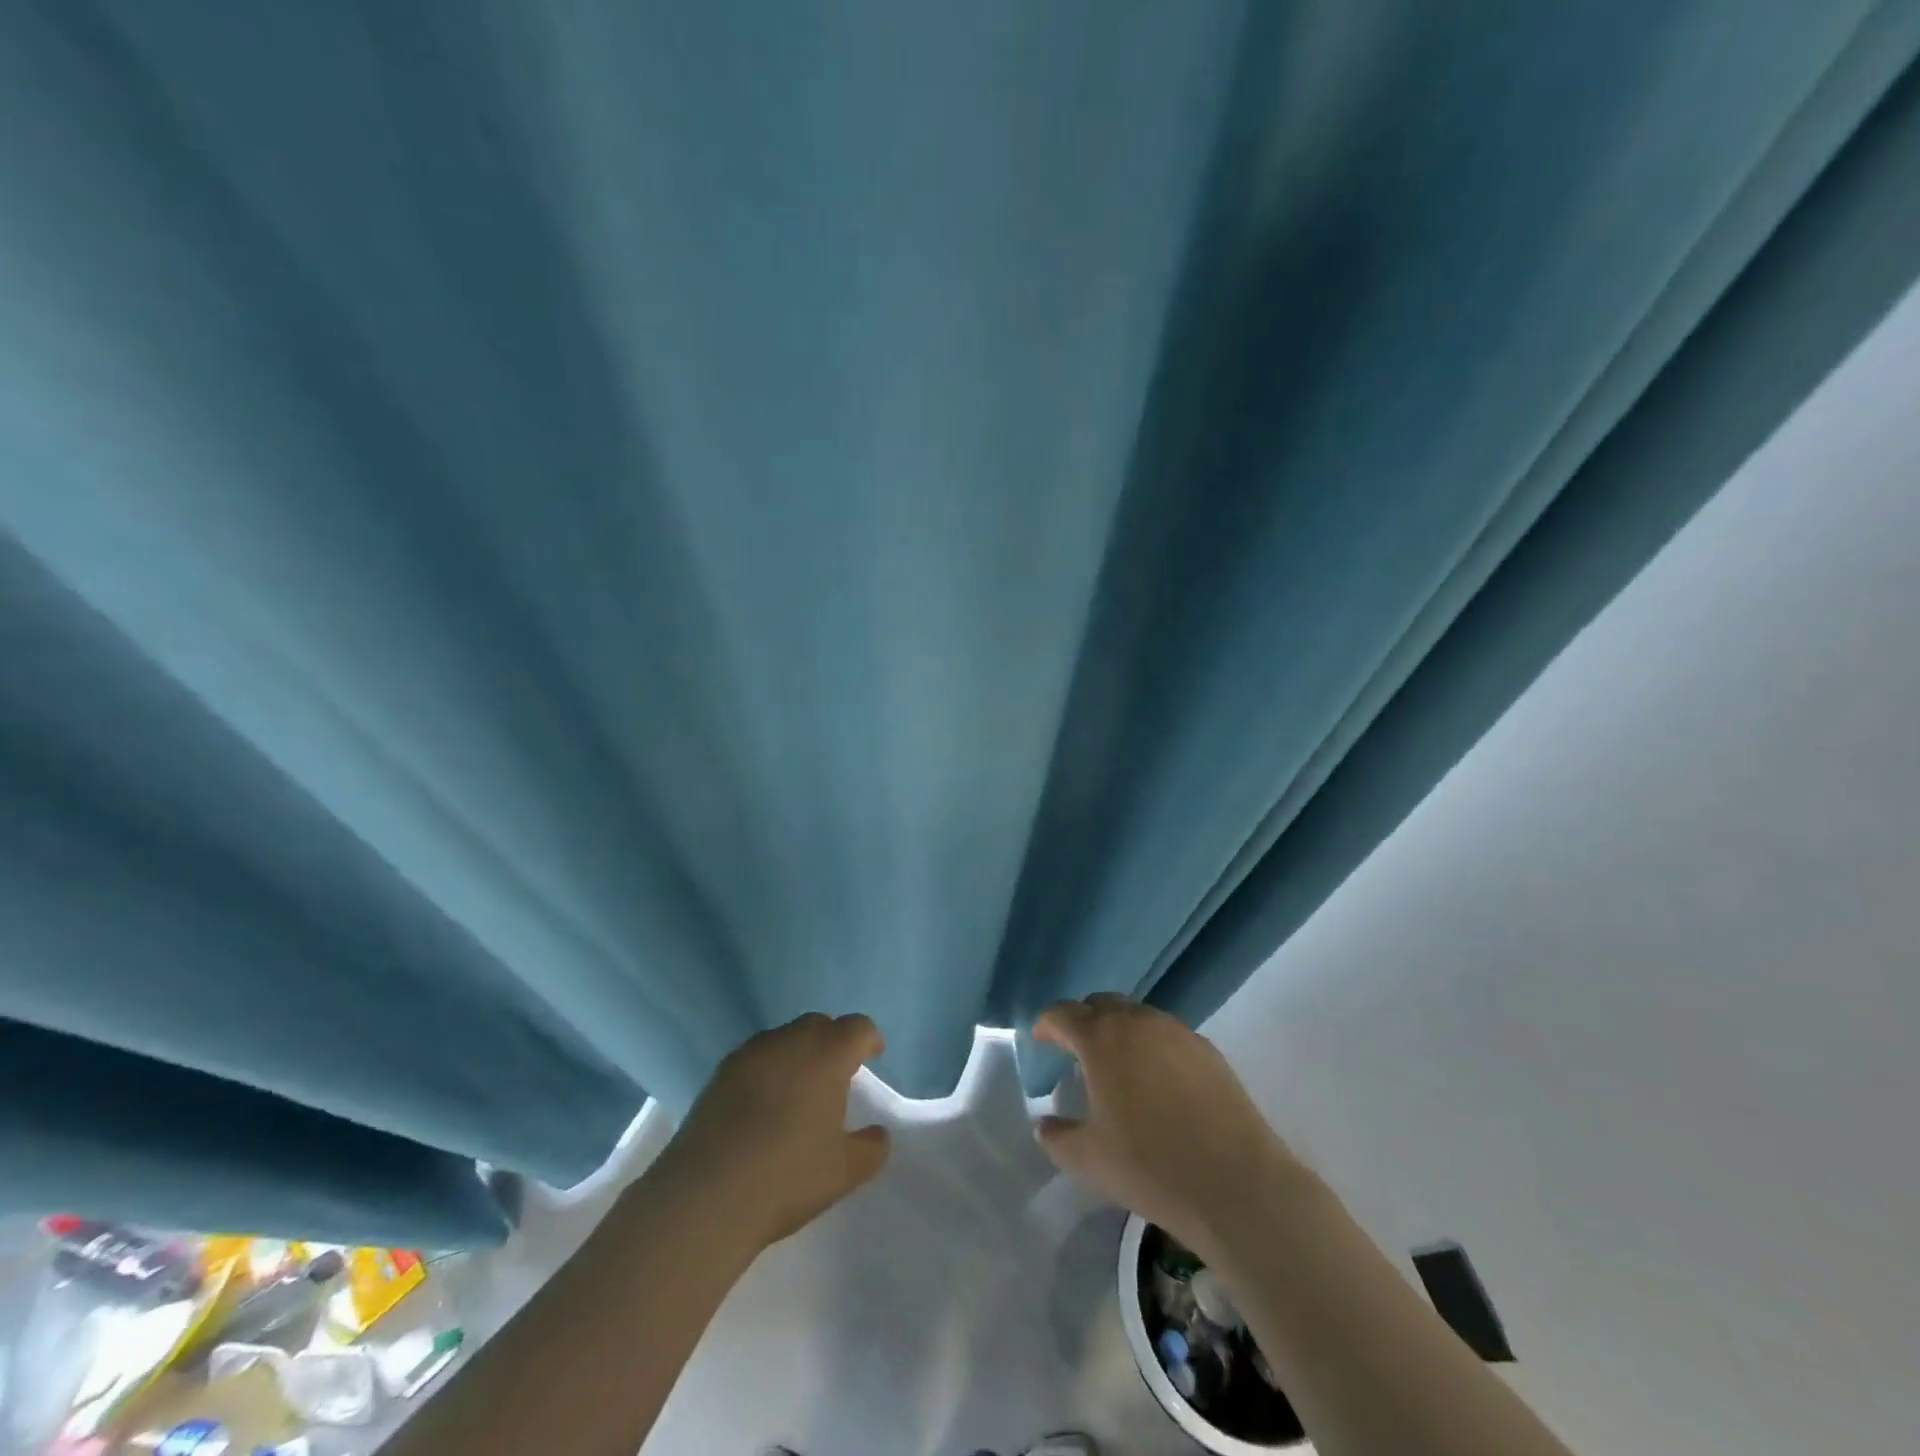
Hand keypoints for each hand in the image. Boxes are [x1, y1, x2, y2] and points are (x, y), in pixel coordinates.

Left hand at [654, 1012, 891, 1249]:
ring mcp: (751, 1053)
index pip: (858, 1027)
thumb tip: (877, 1134)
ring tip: (798, 1090)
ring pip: (784, 1038)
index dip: (869, 1039)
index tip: (872, 1057)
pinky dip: (767, 1069)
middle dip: (832, 1042)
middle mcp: (790, 1041)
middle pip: (819, 1025)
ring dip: (798, 1053)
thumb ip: (871, 1147)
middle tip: (836, 1074)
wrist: (706, 1196)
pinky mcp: (720, 1073)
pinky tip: (763, 1104)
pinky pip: (755, 1057)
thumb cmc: (787, 1177)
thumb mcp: (845, 1171)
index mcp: (828, 1054)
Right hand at [1033, 995, 1298, 1257]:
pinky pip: (1167, 1034)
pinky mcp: (1207, 1050)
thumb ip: (1057, 1137)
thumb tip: (1045, 1124)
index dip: (1047, 1024)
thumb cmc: (1151, 1166)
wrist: (1237, 1184)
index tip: (1041, 1040)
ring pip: (1137, 1015)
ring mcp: (1177, 1032)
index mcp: (1102, 1038)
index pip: (1063, 1014)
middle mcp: (1138, 1022)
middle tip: (1075, 1051)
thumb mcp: (1089, 1160)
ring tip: (1116, 1065)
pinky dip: (1151, 1046)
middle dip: (1083, 1020)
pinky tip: (1156, 1082)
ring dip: (1119, 1030)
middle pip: (1101, 1004)